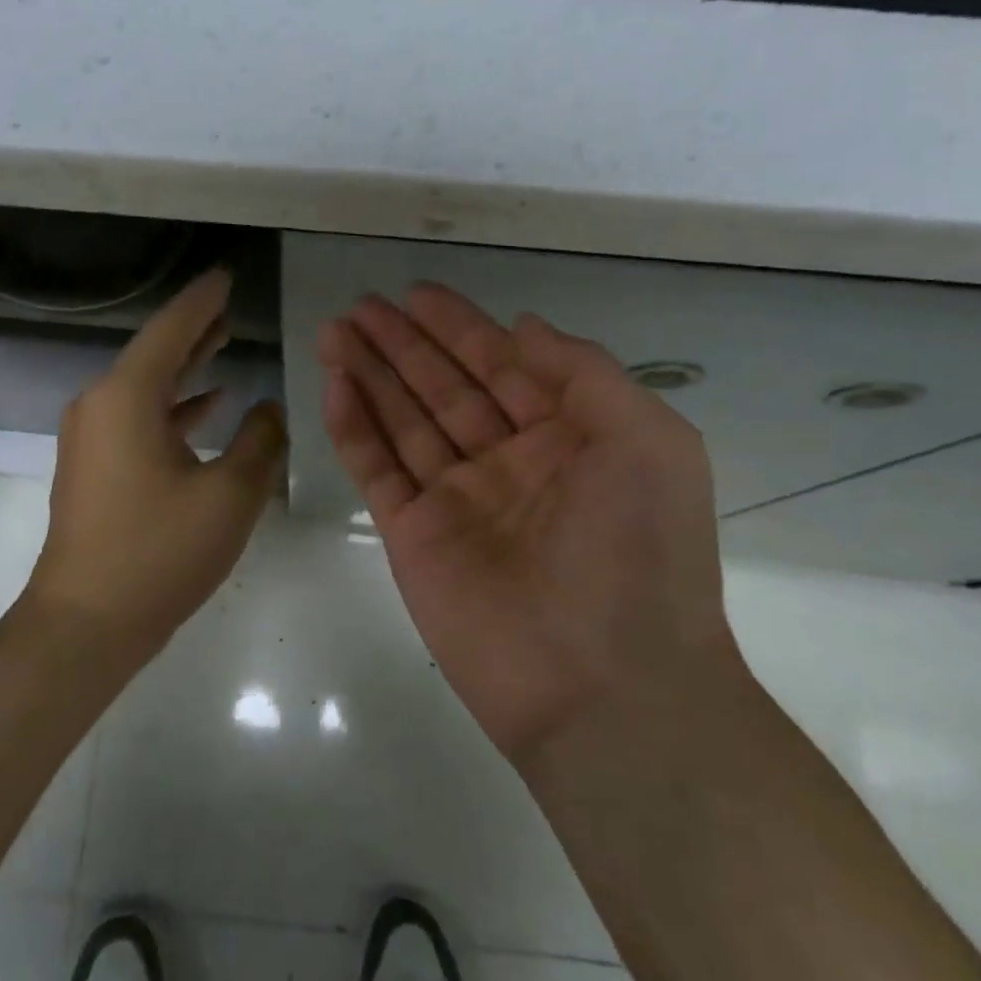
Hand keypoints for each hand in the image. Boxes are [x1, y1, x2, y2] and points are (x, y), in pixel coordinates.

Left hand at [23, 269, 286, 665]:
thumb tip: (268, 409)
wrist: (87, 622)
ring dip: (186, 367)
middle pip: (156, 352)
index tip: (226, 277)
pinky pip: (139, 417)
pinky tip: (209, 405)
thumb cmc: (159, 552)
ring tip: (223, 342)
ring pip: (148, 386)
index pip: (171, 330)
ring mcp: (93, 437)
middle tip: (229, 304)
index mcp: (127, 397)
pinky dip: (174, 406)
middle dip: (195, 329)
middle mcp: (101, 405)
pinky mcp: (95, 466)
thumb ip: (260, 441)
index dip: (203, 301)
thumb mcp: (230, 494)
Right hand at [318, 284, 739, 767]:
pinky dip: (354, 428)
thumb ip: (585, 373)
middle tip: (359, 305)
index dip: (459, 327)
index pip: (501, 367)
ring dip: (369, 375)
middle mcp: (506, 464)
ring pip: (403, 422)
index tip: (416, 294)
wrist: (605, 687)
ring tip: (334, 331)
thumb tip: (524, 327)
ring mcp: (455, 501)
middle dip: (402, 344)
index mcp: (565, 439)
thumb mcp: (647, 440)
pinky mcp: (413, 537)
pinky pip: (377, 470)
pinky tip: (334, 385)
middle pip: (442, 388)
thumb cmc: (639, 553)